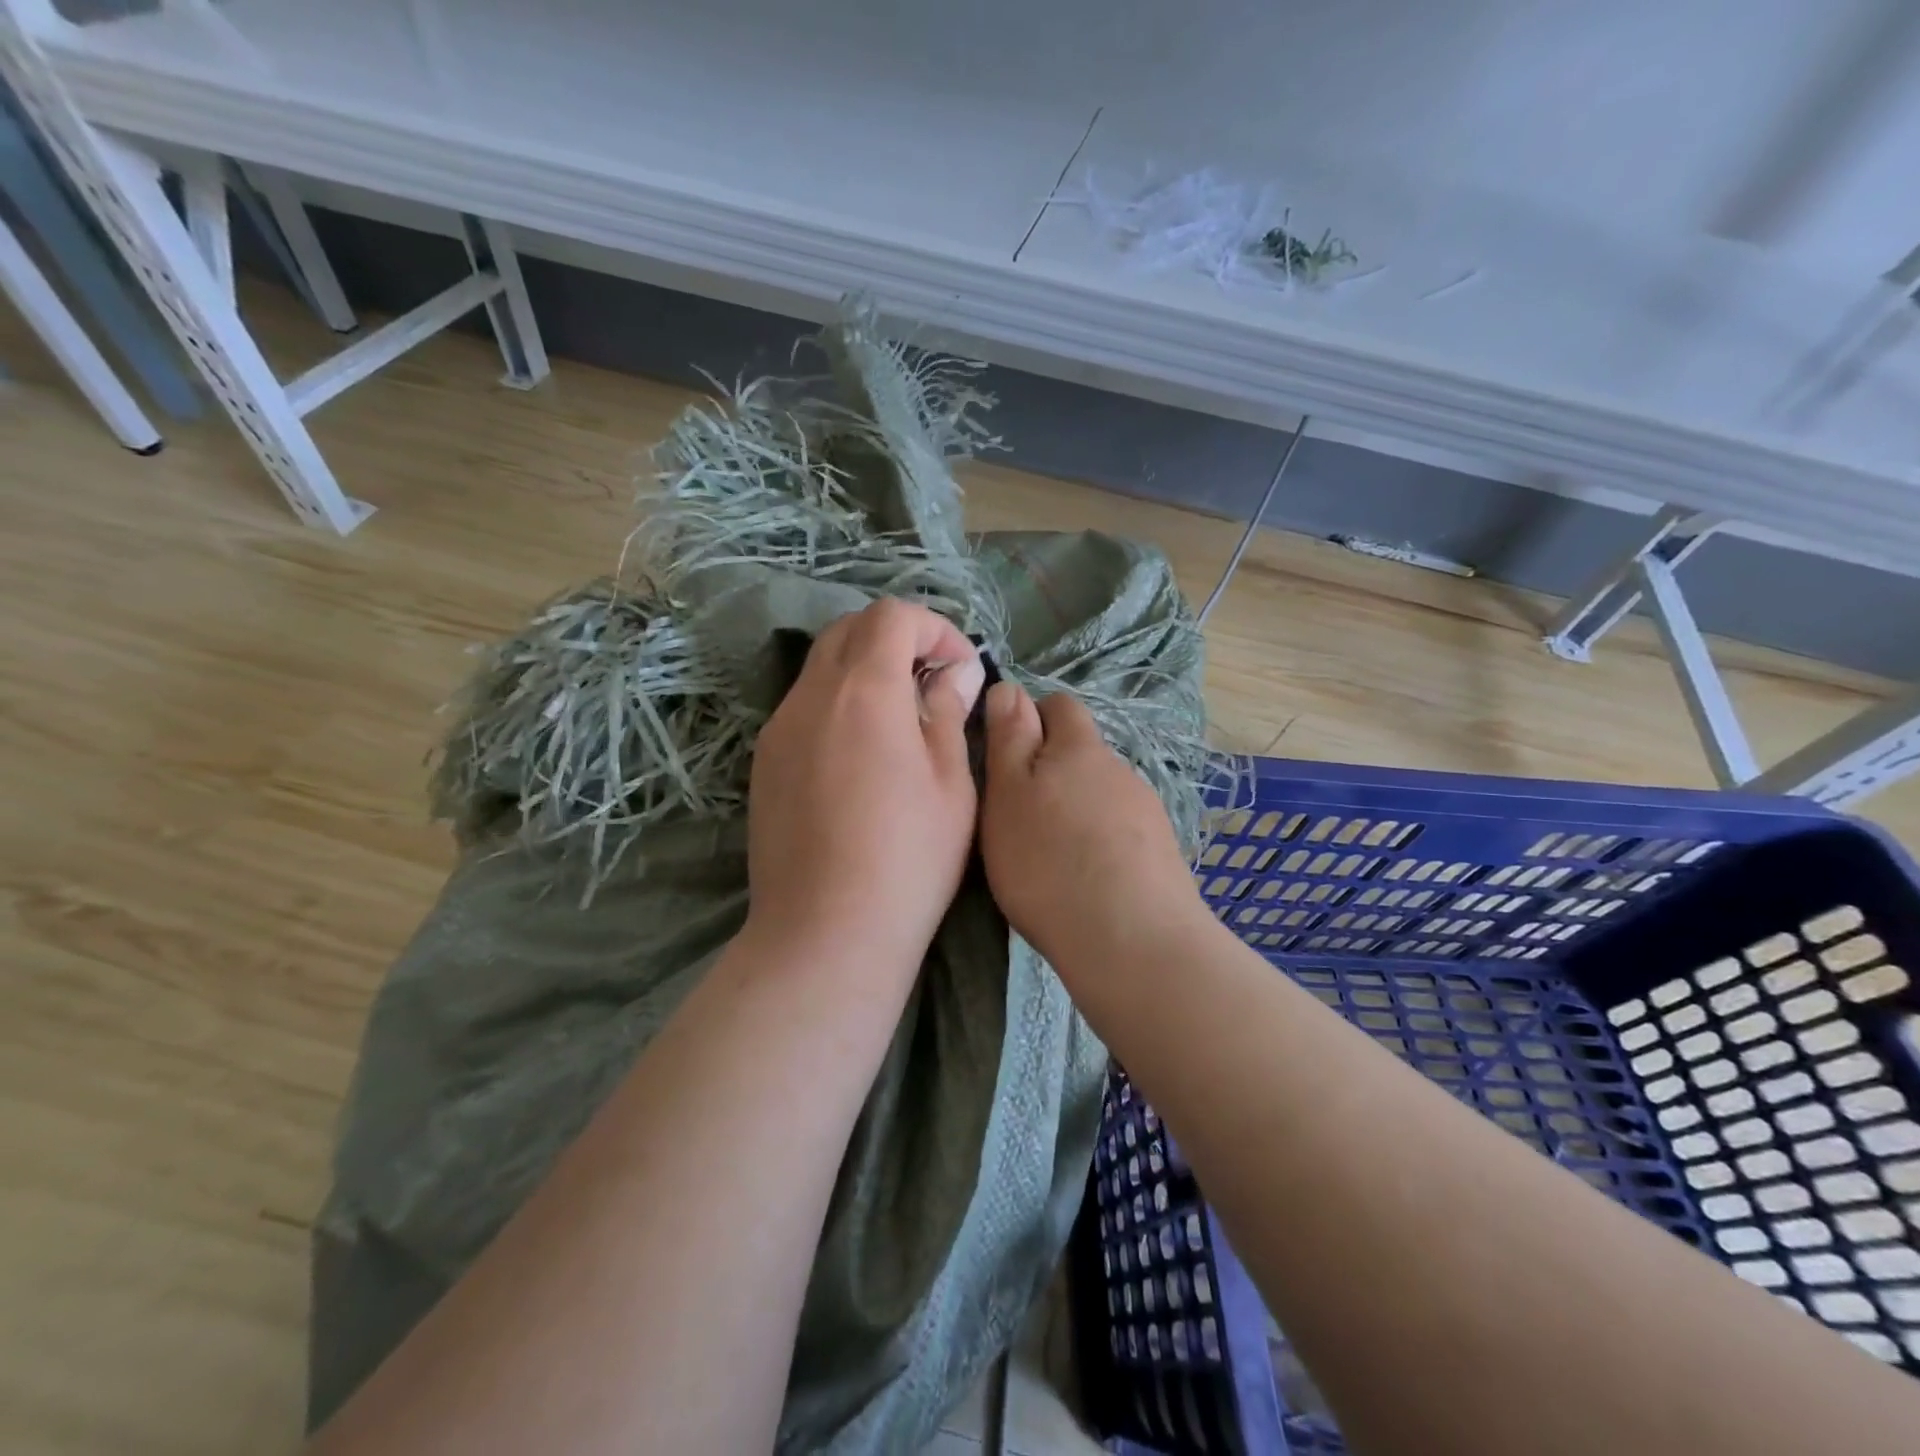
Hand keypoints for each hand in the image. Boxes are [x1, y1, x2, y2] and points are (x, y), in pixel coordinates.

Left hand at [745, 598, 985, 977]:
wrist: (825, 934)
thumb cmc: (909, 859)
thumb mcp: (950, 783)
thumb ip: (948, 713)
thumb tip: (956, 671)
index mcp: (863, 691)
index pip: (890, 616)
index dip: (933, 628)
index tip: (959, 667)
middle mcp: (810, 697)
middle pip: (848, 631)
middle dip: (896, 639)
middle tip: (932, 682)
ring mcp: (778, 730)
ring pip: (821, 668)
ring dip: (864, 671)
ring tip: (900, 720)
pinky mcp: (764, 764)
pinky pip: (803, 708)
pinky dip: (837, 704)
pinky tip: (861, 755)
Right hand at [979, 682, 1207, 976]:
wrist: (1132, 940)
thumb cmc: (1048, 861)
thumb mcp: (1007, 795)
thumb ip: (1009, 738)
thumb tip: (1010, 687)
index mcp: (1078, 748)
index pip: (1059, 706)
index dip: (1031, 719)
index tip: (1006, 758)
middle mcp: (1117, 769)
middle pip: (1080, 754)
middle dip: (1051, 773)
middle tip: (1020, 817)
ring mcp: (1145, 811)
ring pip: (1099, 795)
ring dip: (1075, 811)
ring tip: (1052, 858)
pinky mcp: (1160, 851)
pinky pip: (1119, 831)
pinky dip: (1099, 843)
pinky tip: (1086, 880)